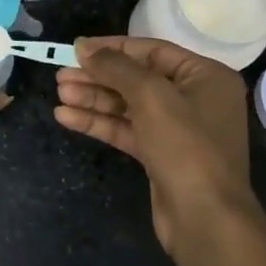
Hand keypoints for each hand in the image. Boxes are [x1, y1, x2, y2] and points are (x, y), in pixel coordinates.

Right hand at [54, 36, 258, 255]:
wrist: (205, 218)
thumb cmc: (186, 146)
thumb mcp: (151, 96)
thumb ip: (116, 67)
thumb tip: (84, 46)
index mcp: (205, 76)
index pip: (152, 51)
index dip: (112, 48)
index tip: (76, 48)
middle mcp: (194, 98)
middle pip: (136, 79)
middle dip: (98, 77)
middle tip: (60, 75)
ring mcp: (177, 129)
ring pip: (127, 106)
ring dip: (93, 99)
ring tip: (59, 93)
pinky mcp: (160, 154)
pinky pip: (126, 129)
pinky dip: (98, 122)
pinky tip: (66, 117)